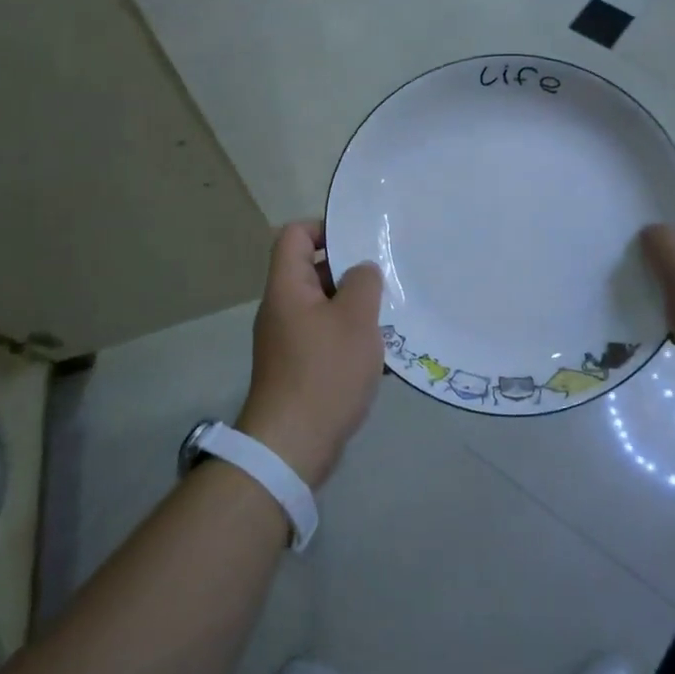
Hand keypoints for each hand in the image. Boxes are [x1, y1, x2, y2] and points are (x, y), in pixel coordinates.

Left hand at [237, 222, 384, 488]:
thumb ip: (363, 282)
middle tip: (387, 278)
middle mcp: (282, 309)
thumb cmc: (325, 372)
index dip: (324, 228)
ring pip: (325, 309)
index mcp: (287, 287)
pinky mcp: (299, 369)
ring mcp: (288, 341)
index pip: (294, 235)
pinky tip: (383, 357)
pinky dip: (351, 341)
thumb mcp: (355, 319)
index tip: (360, 240)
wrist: (293, 445)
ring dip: (356, 310)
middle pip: (312, 272)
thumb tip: (362, 270)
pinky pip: (326, 340)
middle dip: (350, 273)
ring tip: (392, 316)